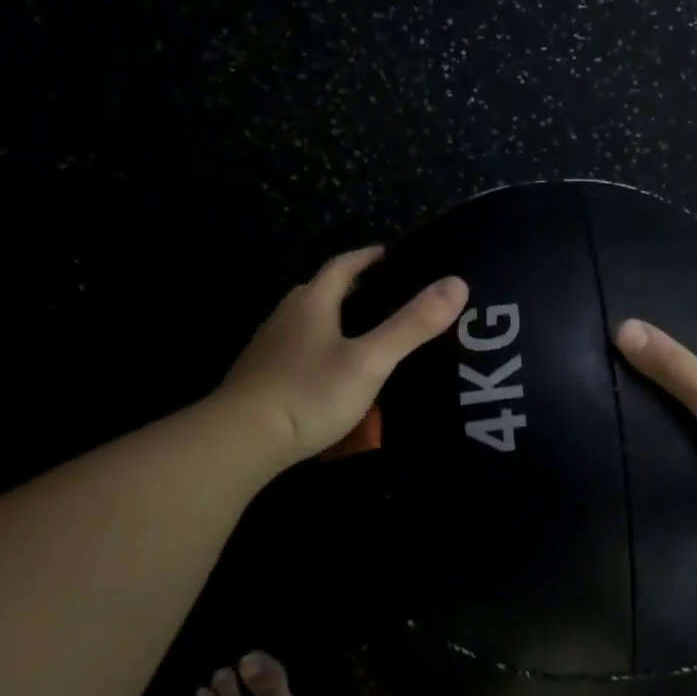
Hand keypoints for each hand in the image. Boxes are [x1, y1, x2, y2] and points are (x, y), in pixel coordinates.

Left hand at [219, 246, 468, 463]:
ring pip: (308, 322)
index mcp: (312, 302)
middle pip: (322, 290)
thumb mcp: (370, 360)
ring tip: (366, 334)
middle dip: (353, 288)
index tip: (391, 254)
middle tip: (387, 296)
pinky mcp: (261, 377)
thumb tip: (457, 283)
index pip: (343, 265)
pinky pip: (298, 350)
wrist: (240, 441)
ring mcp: (269, 348)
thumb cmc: (309, 393)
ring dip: (335, 319)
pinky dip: (320, 349)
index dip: (368, 257)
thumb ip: (412, 324)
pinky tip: (333, 372)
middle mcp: (286, 316)